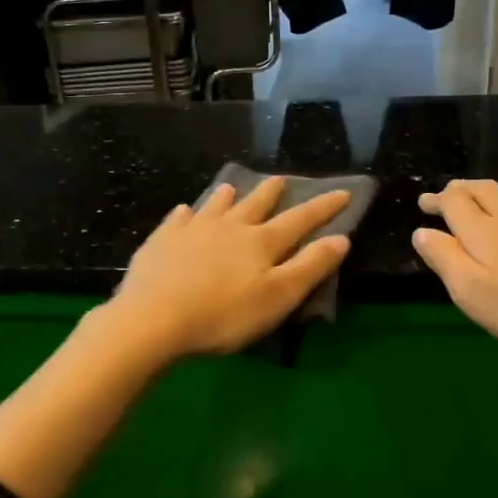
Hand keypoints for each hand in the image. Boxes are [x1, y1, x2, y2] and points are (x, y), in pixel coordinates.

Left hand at [104, 177, 352, 362]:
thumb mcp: (278, 297)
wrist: (155, 318)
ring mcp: (192, 231)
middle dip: (271, 192)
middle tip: (280, 179)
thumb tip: (340, 238)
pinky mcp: (162, 241)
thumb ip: (310, 267)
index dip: (323, 207)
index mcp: (261, 242)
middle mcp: (229, 228)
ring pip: (215, 206)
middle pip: (255, 205)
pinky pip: (177, 220)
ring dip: (226, 196)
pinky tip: (183, 211)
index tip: (343, 191)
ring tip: (230, 187)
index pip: (300, 220)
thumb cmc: (224, 315)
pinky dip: (185, 214)